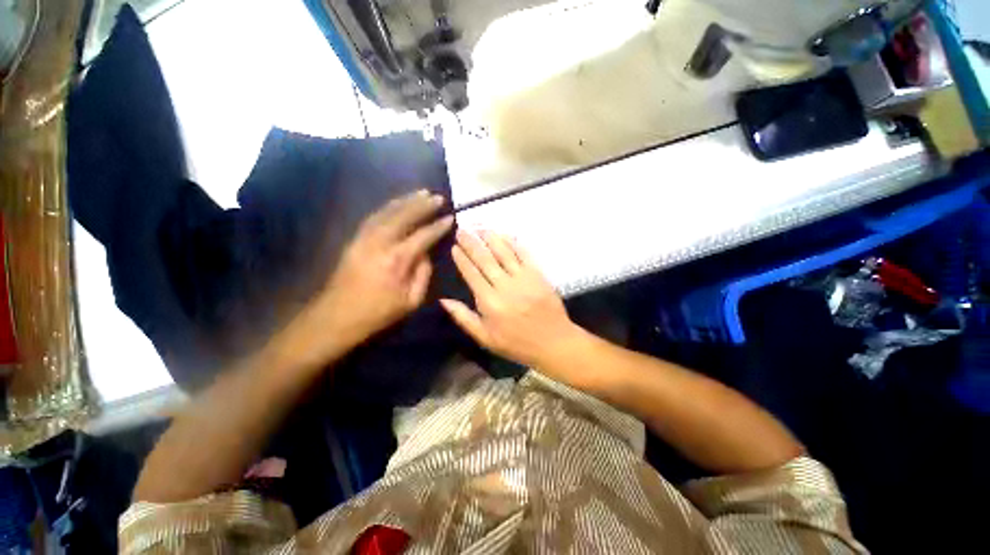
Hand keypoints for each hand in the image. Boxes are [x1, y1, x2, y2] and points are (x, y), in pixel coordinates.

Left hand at [296, 190, 453, 356]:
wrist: (336, 317)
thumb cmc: (378, 313)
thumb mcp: (411, 301)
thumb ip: (423, 275)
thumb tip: (426, 255)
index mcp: (398, 260)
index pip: (424, 235)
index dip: (438, 226)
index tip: (451, 217)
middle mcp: (381, 242)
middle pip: (405, 216)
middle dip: (423, 205)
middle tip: (438, 196)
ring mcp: (365, 238)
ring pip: (387, 211)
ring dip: (406, 200)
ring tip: (421, 192)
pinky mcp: (354, 239)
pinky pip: (374, 216)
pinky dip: (388, 206)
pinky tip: (398, 203)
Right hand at [441, 230, 580, 369]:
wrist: (553, 342)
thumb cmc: (516, 343)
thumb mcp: (485, 338)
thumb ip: (464, 318)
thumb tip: (443, 300)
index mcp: (489, 302)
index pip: (471, 274)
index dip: (462, 258)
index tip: (454, 246)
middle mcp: (504, 286)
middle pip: (485, 259)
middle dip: (472, 243)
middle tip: (462, 229)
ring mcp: (523, 278)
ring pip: (504, 252)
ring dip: (491, 238)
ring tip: (480, 227)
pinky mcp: (538, 275)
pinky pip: (524, 254)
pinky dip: (514, 243)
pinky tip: (505, 234)